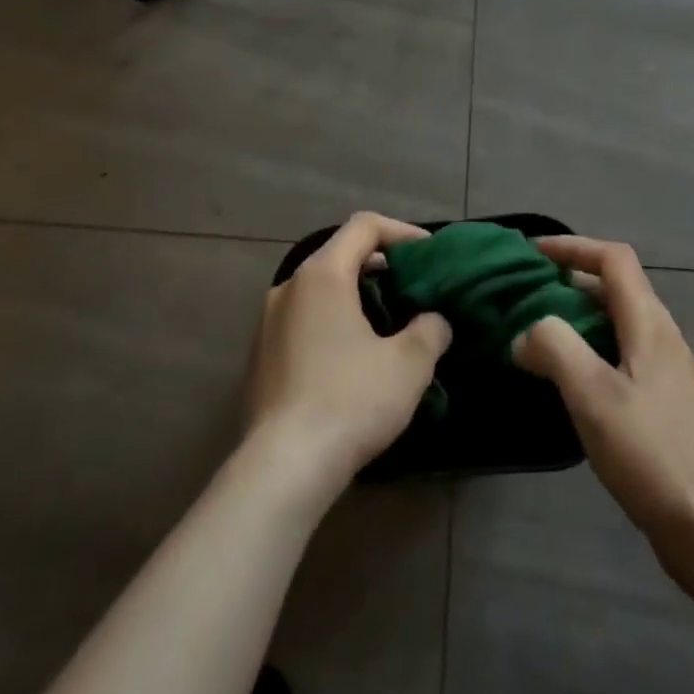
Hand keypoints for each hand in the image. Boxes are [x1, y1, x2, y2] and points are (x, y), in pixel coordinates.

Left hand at [245, 212, 452, 498]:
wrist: (283, 467)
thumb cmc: (350, 401)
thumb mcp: (409, 364)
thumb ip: (431, 329)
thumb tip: (434, 320)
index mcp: (322, 275)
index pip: (364, 226)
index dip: (402, 232)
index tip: (430, 255)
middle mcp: (288, 287)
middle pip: (339, 254)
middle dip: (381, 265)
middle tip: (414, 289)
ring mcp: (268, 322)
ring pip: (320, 289)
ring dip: (356, 296)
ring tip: (389, 325)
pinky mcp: (260, 356)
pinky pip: (303, 320)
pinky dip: (332, 322)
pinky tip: (353, 359)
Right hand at [513, 237, 693, 600]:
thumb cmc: (652, 452)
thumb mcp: (593, 393)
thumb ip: (555, 347)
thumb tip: (526, 334)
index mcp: (649, 323)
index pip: (613, 259)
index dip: (572, 246)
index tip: (531, 253)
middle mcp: (661, 337)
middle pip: (614, 287)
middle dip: (569, 281)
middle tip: (524, 294)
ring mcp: (666, 373)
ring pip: (615, 324)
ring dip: (576, 318)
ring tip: (535, 335)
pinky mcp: (662, 405)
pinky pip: (619, 357)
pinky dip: (588, 352)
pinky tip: (565, 383)